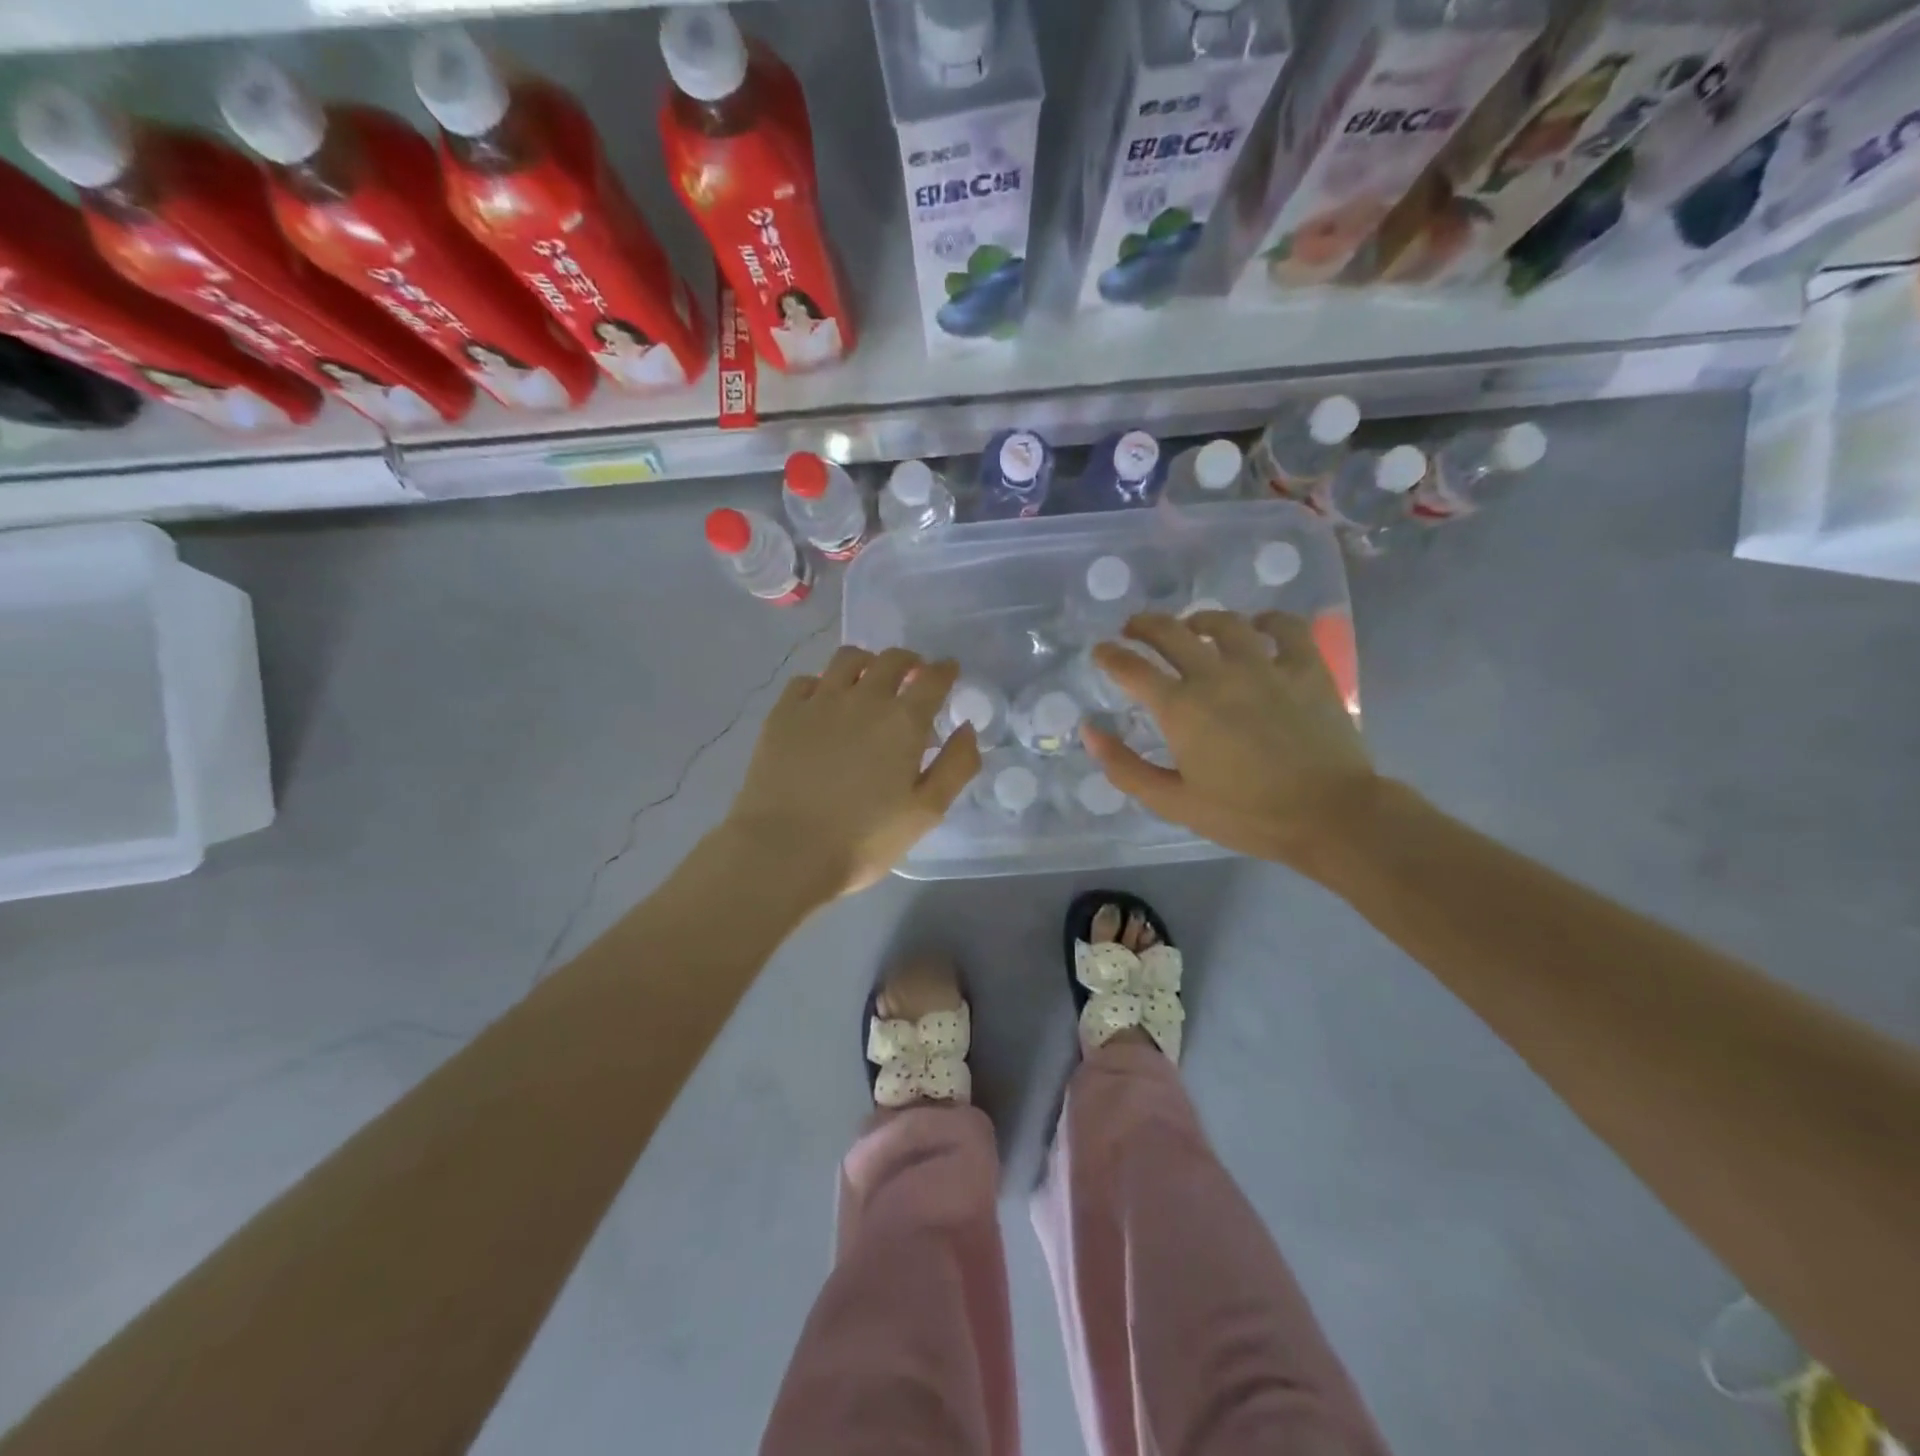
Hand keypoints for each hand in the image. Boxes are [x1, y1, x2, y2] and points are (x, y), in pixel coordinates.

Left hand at [724, 646, 980, 895]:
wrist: (783, 851)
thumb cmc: (863, 838)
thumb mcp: (926, 812)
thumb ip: (956, 766)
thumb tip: (967, 728)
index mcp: (903, 721)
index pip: (933, 678)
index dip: (945, 670)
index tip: (949, 671)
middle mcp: (863, 698)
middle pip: (892, 659)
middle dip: (910, 661)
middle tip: (913, 676)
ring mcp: (818, 701)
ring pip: (848, 659)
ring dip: (867, 662)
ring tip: (869, 680)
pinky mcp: (783, 713)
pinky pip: (806, 680)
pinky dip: (823, 683)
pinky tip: (824, 701)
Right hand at [1082, 611, 1378, 870]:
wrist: (1329, 815)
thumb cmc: (1247, 814)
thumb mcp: (1174, 803)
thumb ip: (1126, 767)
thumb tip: (1090, 732)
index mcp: (1181, 708)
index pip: (1132, 668)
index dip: (1110, 656)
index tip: (1101, 652)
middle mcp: (1216, 675)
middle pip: (1170, 632)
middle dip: (1144, 626)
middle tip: (1134, 630)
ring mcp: (1264, 665)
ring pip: (1223, 622)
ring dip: (1198, 619)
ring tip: (1191, 627)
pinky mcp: (1305, 666)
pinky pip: (1284, 626)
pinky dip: (1266, 620)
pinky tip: (1258, 627)